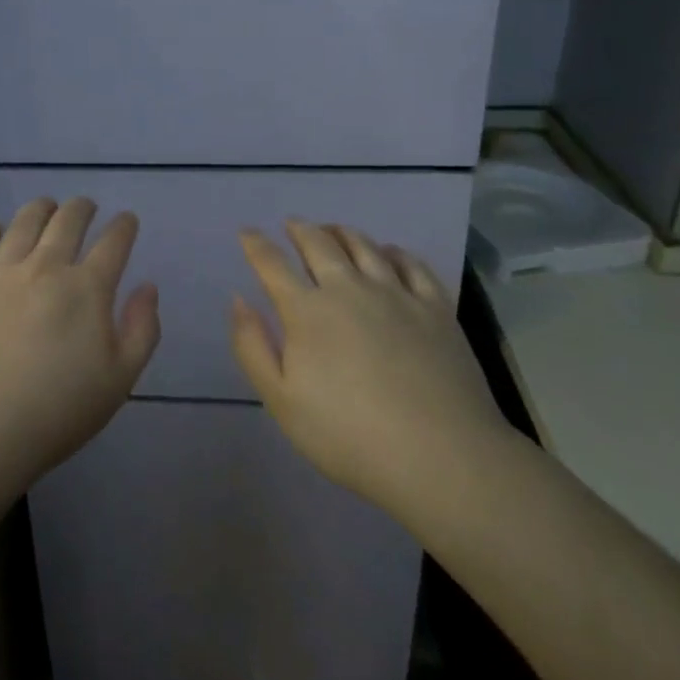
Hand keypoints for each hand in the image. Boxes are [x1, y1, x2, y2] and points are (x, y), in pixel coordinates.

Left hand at [0, 198, 159, 494]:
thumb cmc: (56, 413)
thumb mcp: (119, 381)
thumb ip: (142, 330)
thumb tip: (148, 287)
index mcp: (87, 288)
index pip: (114, 241)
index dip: (124, 225)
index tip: (127, 220)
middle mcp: (46, 266)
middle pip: (69, 219)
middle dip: (83, 207)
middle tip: (86, 207)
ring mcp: (1, 270)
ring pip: (25, 220)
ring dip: (42, 208)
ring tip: (47, 208)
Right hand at [229, 220, 517, 524]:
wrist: (440, 456)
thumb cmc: (349, 436)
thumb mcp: (281, 401)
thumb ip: (252, 347)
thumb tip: (239, 300)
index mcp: (307, 311)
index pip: (272, 264)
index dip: (256, 244)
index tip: (247, 232)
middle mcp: (348, 288)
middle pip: (318, 243)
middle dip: (300, 229)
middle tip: (292, 224)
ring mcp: (395, 293)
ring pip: (363, 246)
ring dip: (342, 232)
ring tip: (333, 229)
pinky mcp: (434, 306)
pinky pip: (411, 263)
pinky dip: (393, 252)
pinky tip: (389, 253)